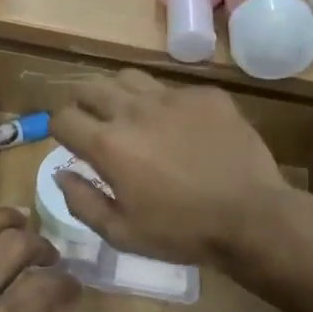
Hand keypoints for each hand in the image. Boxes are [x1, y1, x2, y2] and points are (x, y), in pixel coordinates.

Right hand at [49, 70, 291, 268]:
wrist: (252, 217)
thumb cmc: (182, 232)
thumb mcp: (121, 233)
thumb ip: (81, 201)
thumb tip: (60, 173)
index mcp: (108, 144)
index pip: (62, 117)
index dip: (59, 129)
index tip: (70, 142)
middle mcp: (133, 110)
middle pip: (90, 87)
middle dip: (83, 104)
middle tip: (94, 125)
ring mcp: (172, 97)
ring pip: (128, 78)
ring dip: (119, 94)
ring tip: (130, 116)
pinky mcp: (205, 95)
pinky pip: (172, 89)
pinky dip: (165, 104)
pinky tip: (180, 128)